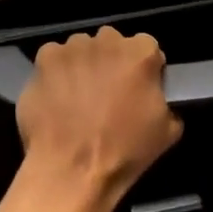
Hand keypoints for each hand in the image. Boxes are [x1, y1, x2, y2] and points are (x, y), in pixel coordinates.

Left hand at [15, 27, 181, 211]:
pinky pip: (54, 59)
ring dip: (82, 66)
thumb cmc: (125, 152)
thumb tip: (153, 93)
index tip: (137, 89)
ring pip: (81, 49)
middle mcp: (107, 40)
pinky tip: (57, 97)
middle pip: (112, 43)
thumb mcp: (168, 130)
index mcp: (141, 53)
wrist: (72, 171)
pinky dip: (56, 73)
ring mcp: (73, 47)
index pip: (147, 48)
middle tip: (106, 93)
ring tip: (77, 97)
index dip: (143, 69)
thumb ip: (163, 98)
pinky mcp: (45, 58)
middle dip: (111, 62)